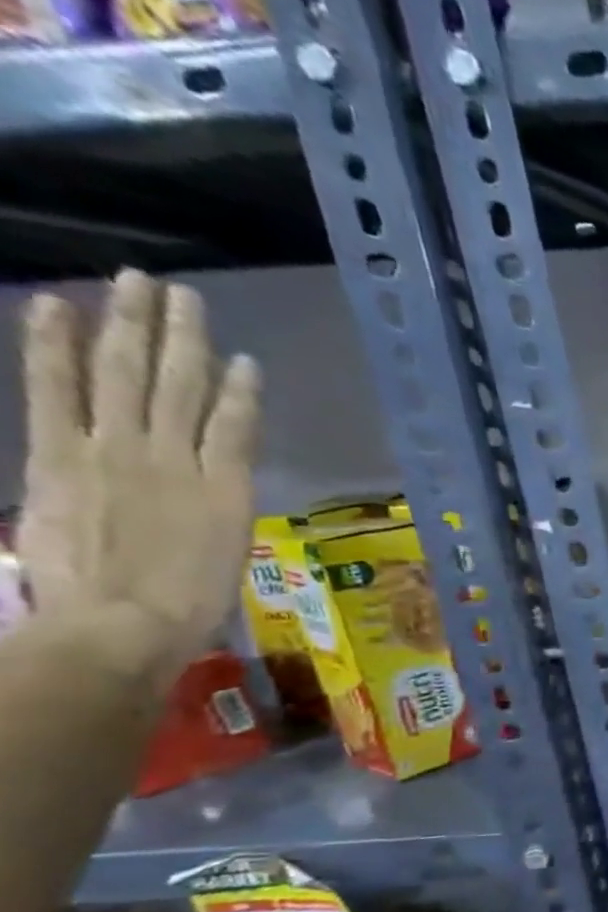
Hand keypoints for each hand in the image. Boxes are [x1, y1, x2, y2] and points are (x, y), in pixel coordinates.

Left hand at [16, 271, 260, 685]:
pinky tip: (60, 308)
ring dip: (134, 326)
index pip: (236, 425)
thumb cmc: (187, 609)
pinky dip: (59, 349)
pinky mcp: (65, 457)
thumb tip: (204, 497)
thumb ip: (213, 515)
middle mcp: (179, 460)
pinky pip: (62, 391)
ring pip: (133, 376)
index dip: (240, 389)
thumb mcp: (223, 559)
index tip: (243, 359)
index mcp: (226, 490)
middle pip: (183, 387)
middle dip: (183, 337)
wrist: (123, 626)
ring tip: (135, 285)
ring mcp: (121, 454)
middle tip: (181, 294)